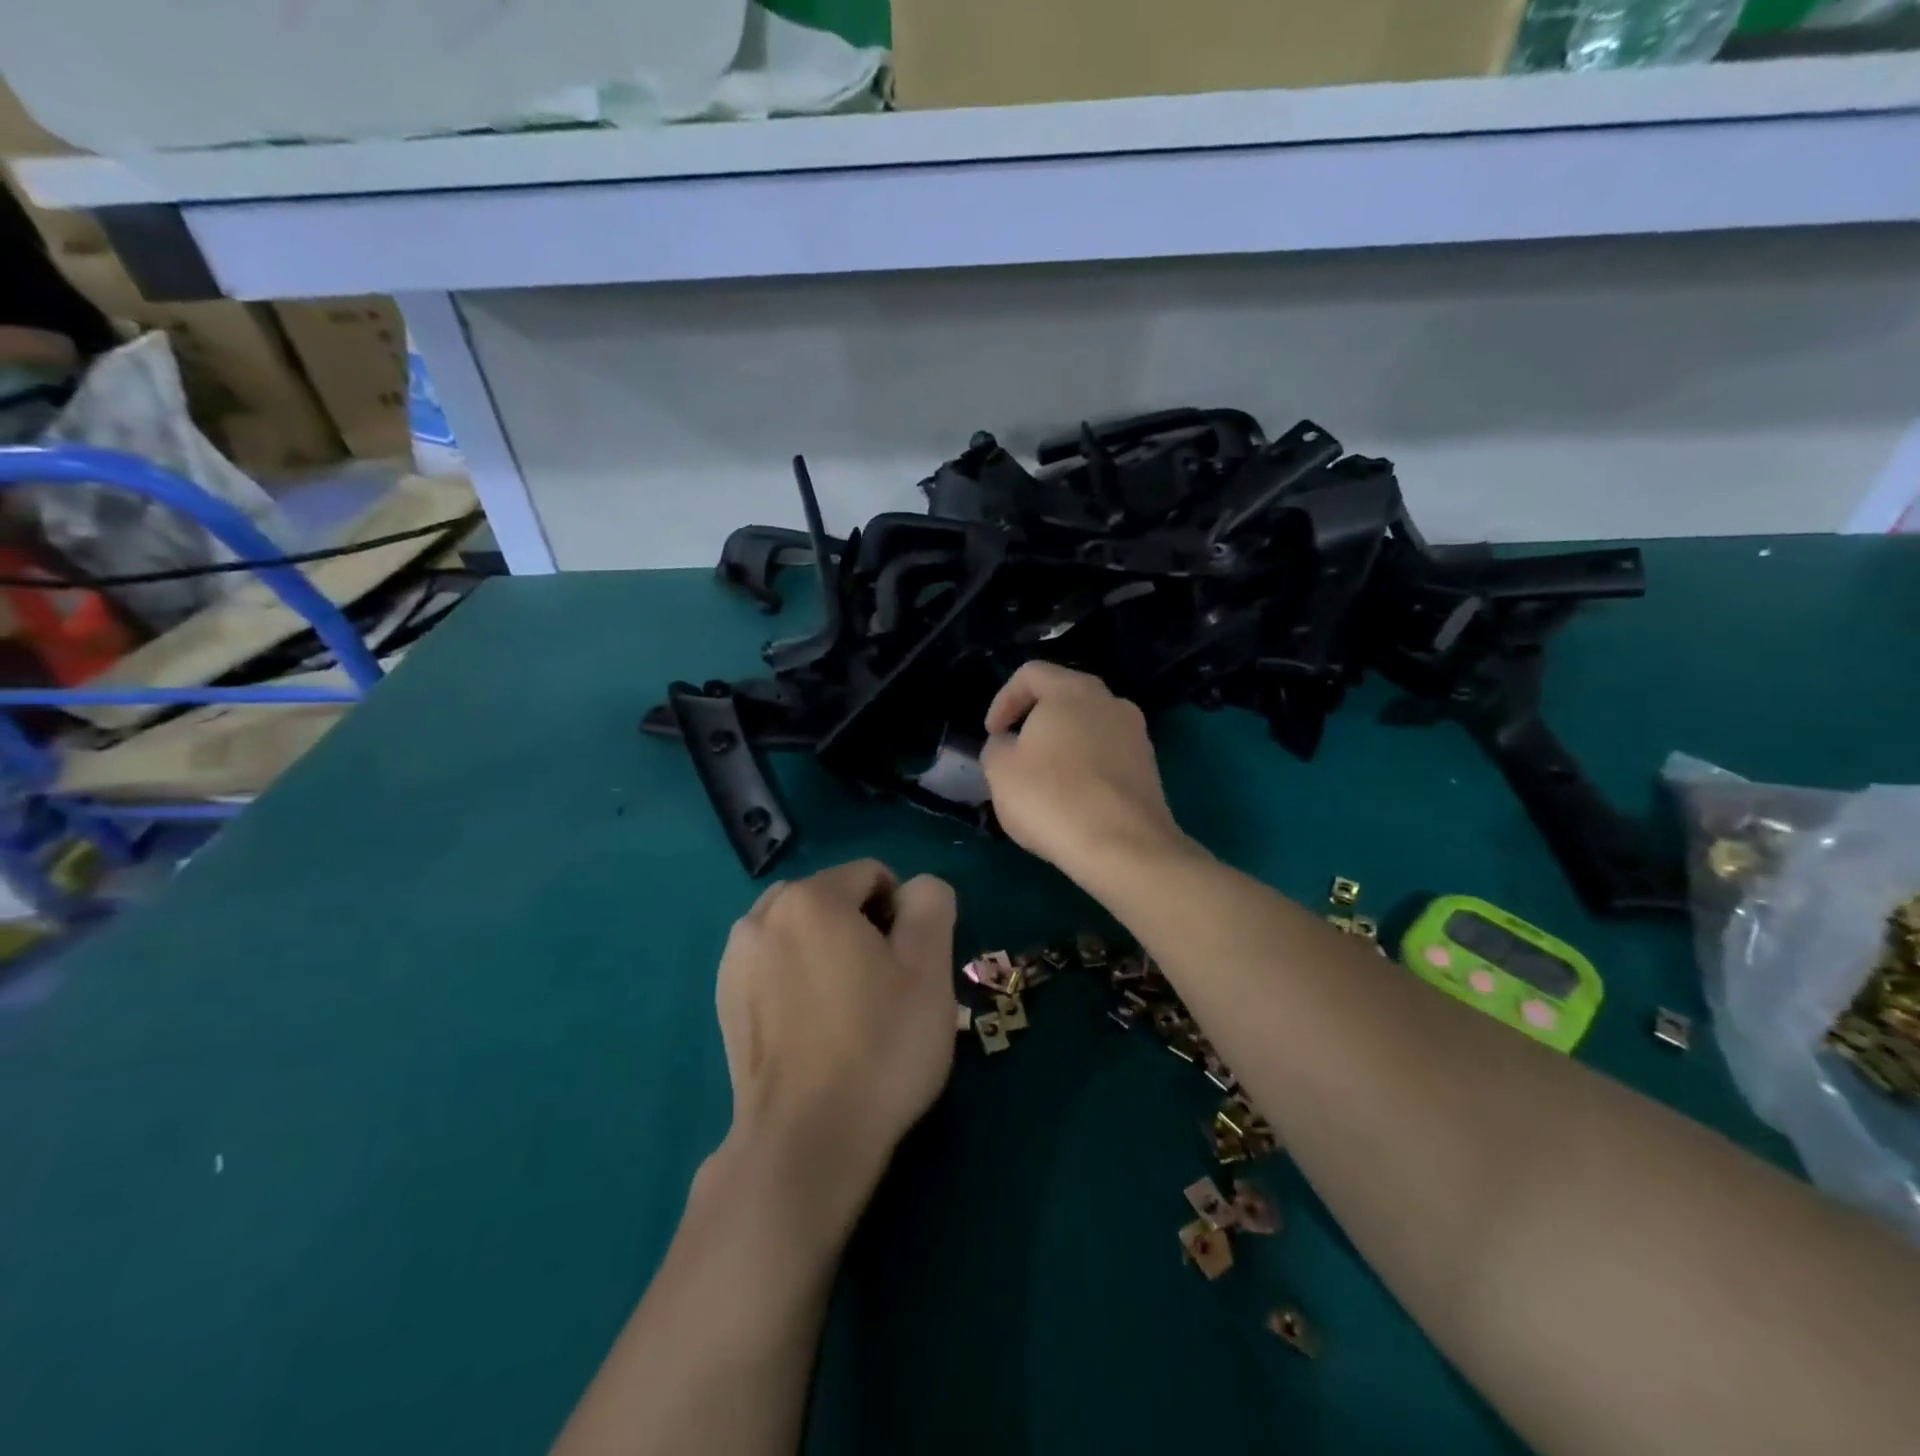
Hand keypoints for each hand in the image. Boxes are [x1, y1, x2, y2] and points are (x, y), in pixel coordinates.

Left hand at [712, 859, 956, 1230]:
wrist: (805, 1142)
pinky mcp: (724, 1000)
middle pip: (831, 897)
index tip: (910, 962)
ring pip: (798, 929)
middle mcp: (762, 916)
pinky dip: (795, 974)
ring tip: (846, 1005)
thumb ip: (930, 904)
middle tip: (882, 983)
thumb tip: (917, 890)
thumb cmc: (878, 1047)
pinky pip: (772, 963)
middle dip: (861, 924)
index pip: (871, 875)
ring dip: (826, 947)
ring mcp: (735, 960)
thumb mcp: (929, 968)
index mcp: (811, 899)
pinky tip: (812, 1024)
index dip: (902, 911)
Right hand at [980, 662, 1187, 881]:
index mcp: (1072, 690)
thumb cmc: (1052, 797)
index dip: (1003, 700)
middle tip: (1015, 755)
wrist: (1123, 846)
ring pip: (1088, 728)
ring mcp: (1136, 734)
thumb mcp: (1000, 770)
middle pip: (1064, 698)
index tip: (992, 734)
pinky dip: (1086, 768)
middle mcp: (1110, 701)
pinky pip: (1107, 756)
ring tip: (1043, 782)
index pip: (1030, 674)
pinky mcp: (1149, 768)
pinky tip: (1072, 801)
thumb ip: (997, 747)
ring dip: (1062, 746)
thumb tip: (1009, 745)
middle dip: (1034, 722)